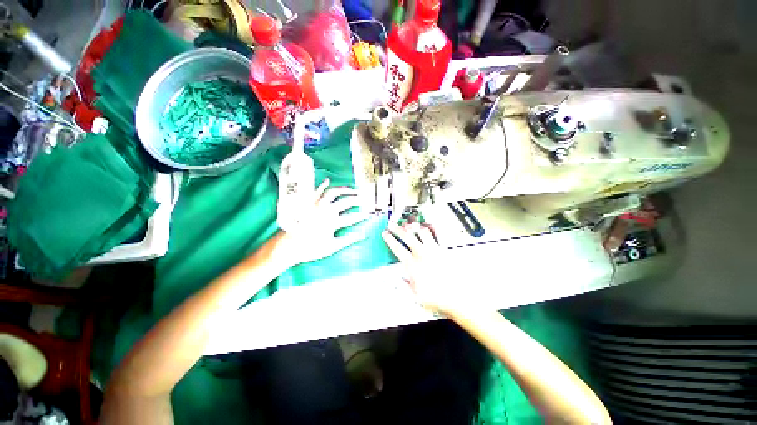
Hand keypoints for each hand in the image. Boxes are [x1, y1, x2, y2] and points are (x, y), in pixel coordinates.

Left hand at [274, 179, 367, 266]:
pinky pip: (315, 192)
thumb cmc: (310, 249)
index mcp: (332, 222)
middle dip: (356, 200)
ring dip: (344, 190)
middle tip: (363, 200)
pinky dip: (322, 186)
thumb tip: (362, 235)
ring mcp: (316, 206)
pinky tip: (327, 181)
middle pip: (345, 202)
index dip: (361, 216)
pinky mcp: (307, 205)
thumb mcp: (331, 247)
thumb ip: (348, 240)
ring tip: (352, 190)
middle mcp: (325, 211)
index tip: (368, 215)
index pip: (352, 218)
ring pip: (332, 193)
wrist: (287, 247)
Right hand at [382, 222, 462, 315]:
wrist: (457, 297)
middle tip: (392, 224)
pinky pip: (435, 236)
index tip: (385, 234)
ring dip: (413, 227)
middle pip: (407, 236)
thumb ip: (405, 285)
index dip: (390, 239)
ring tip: (409, 224)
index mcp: (412, 264)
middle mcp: (422, 254)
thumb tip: (399, 279)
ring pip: (421, 232)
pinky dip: (428, 230)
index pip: (397, 248)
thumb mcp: (415, 296)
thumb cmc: (437, 298)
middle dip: (397, 228)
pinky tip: (426, 228)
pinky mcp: (443, 250)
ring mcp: (433, 250)